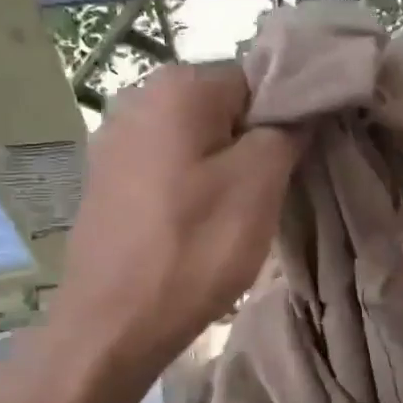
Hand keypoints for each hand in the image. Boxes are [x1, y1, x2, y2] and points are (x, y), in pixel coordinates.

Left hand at [55, 63, 300, 376]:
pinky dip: (190, 182)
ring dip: (223, 164)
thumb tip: (298, 111)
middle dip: (253, 141)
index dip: (286, 116)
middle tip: (268, 191)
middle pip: (224, 106)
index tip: (297, 160)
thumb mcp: (259, 184)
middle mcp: (138, 96)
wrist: (112, 325)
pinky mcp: (105, 177)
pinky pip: (167, 163)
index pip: (258, 78)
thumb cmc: (194, 248)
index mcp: (178, 86)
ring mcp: (114, 137)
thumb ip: (287, 130)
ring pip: (196, 137)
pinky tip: (194, 221)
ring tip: (233, 212)